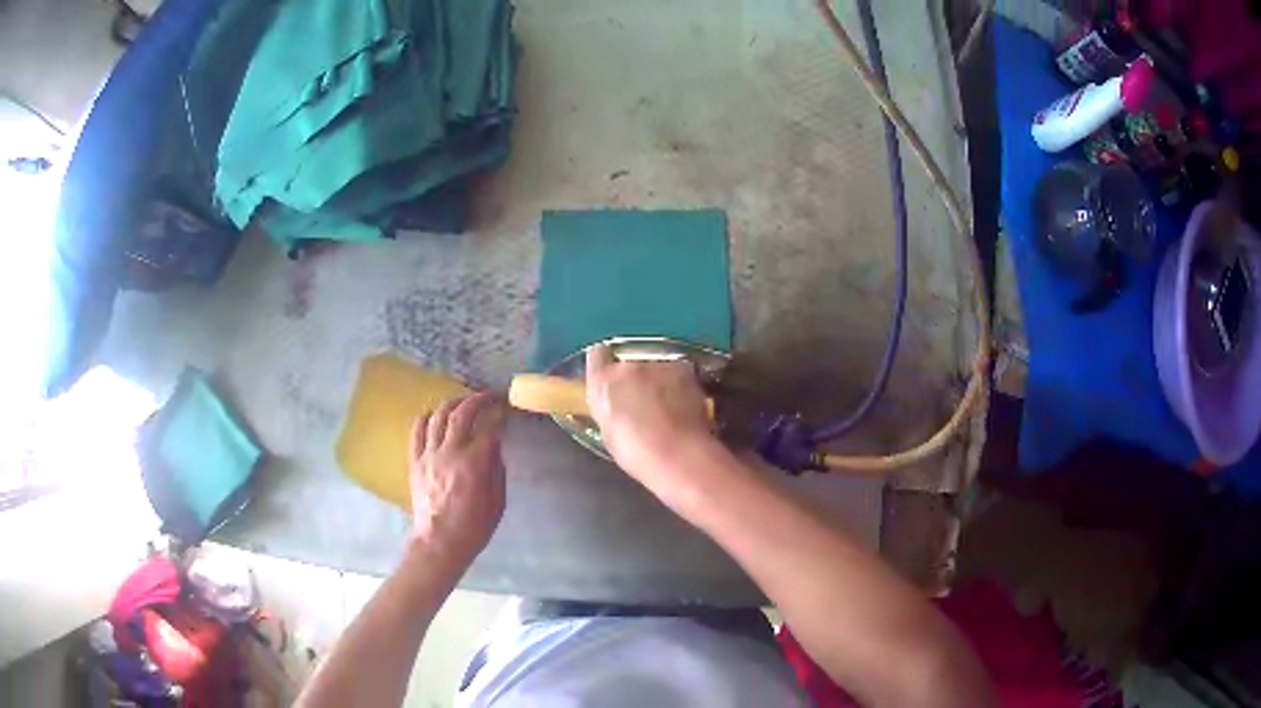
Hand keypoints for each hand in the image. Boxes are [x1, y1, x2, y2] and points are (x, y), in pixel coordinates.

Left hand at [409, 393, 506, 563]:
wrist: (439, 543)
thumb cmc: (474, 528)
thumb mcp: (498, 502)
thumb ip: (497, 469)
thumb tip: (496, 445)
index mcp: (473, 464)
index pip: (489, 429)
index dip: (500, 416)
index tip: (507, 410)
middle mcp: (449, 453)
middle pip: (462, 414)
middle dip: (479, 399)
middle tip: (490, 396)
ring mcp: (428, 455)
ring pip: (438, 416)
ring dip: (453, 403)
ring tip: (464, 402)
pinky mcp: (414, 461)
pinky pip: (417, 430)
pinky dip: (427, 417)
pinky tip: (436, 415)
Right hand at [585, 345, 717, 488]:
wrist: (679, 455)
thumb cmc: (638, 455)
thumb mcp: (609, 433)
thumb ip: (609, 410)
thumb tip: (617, 404)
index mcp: (601, 383)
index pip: (597, 356)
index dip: (604, 366)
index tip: (611, 380)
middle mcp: (627, 366)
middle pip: (628, 363)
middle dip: (634, 378)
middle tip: (642, 402)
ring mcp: (657, 365)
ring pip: (654, 366)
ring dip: (658, 380)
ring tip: (667, 406)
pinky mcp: (684, 369)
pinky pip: (676, 372)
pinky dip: (679, 385)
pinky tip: (683, 406)